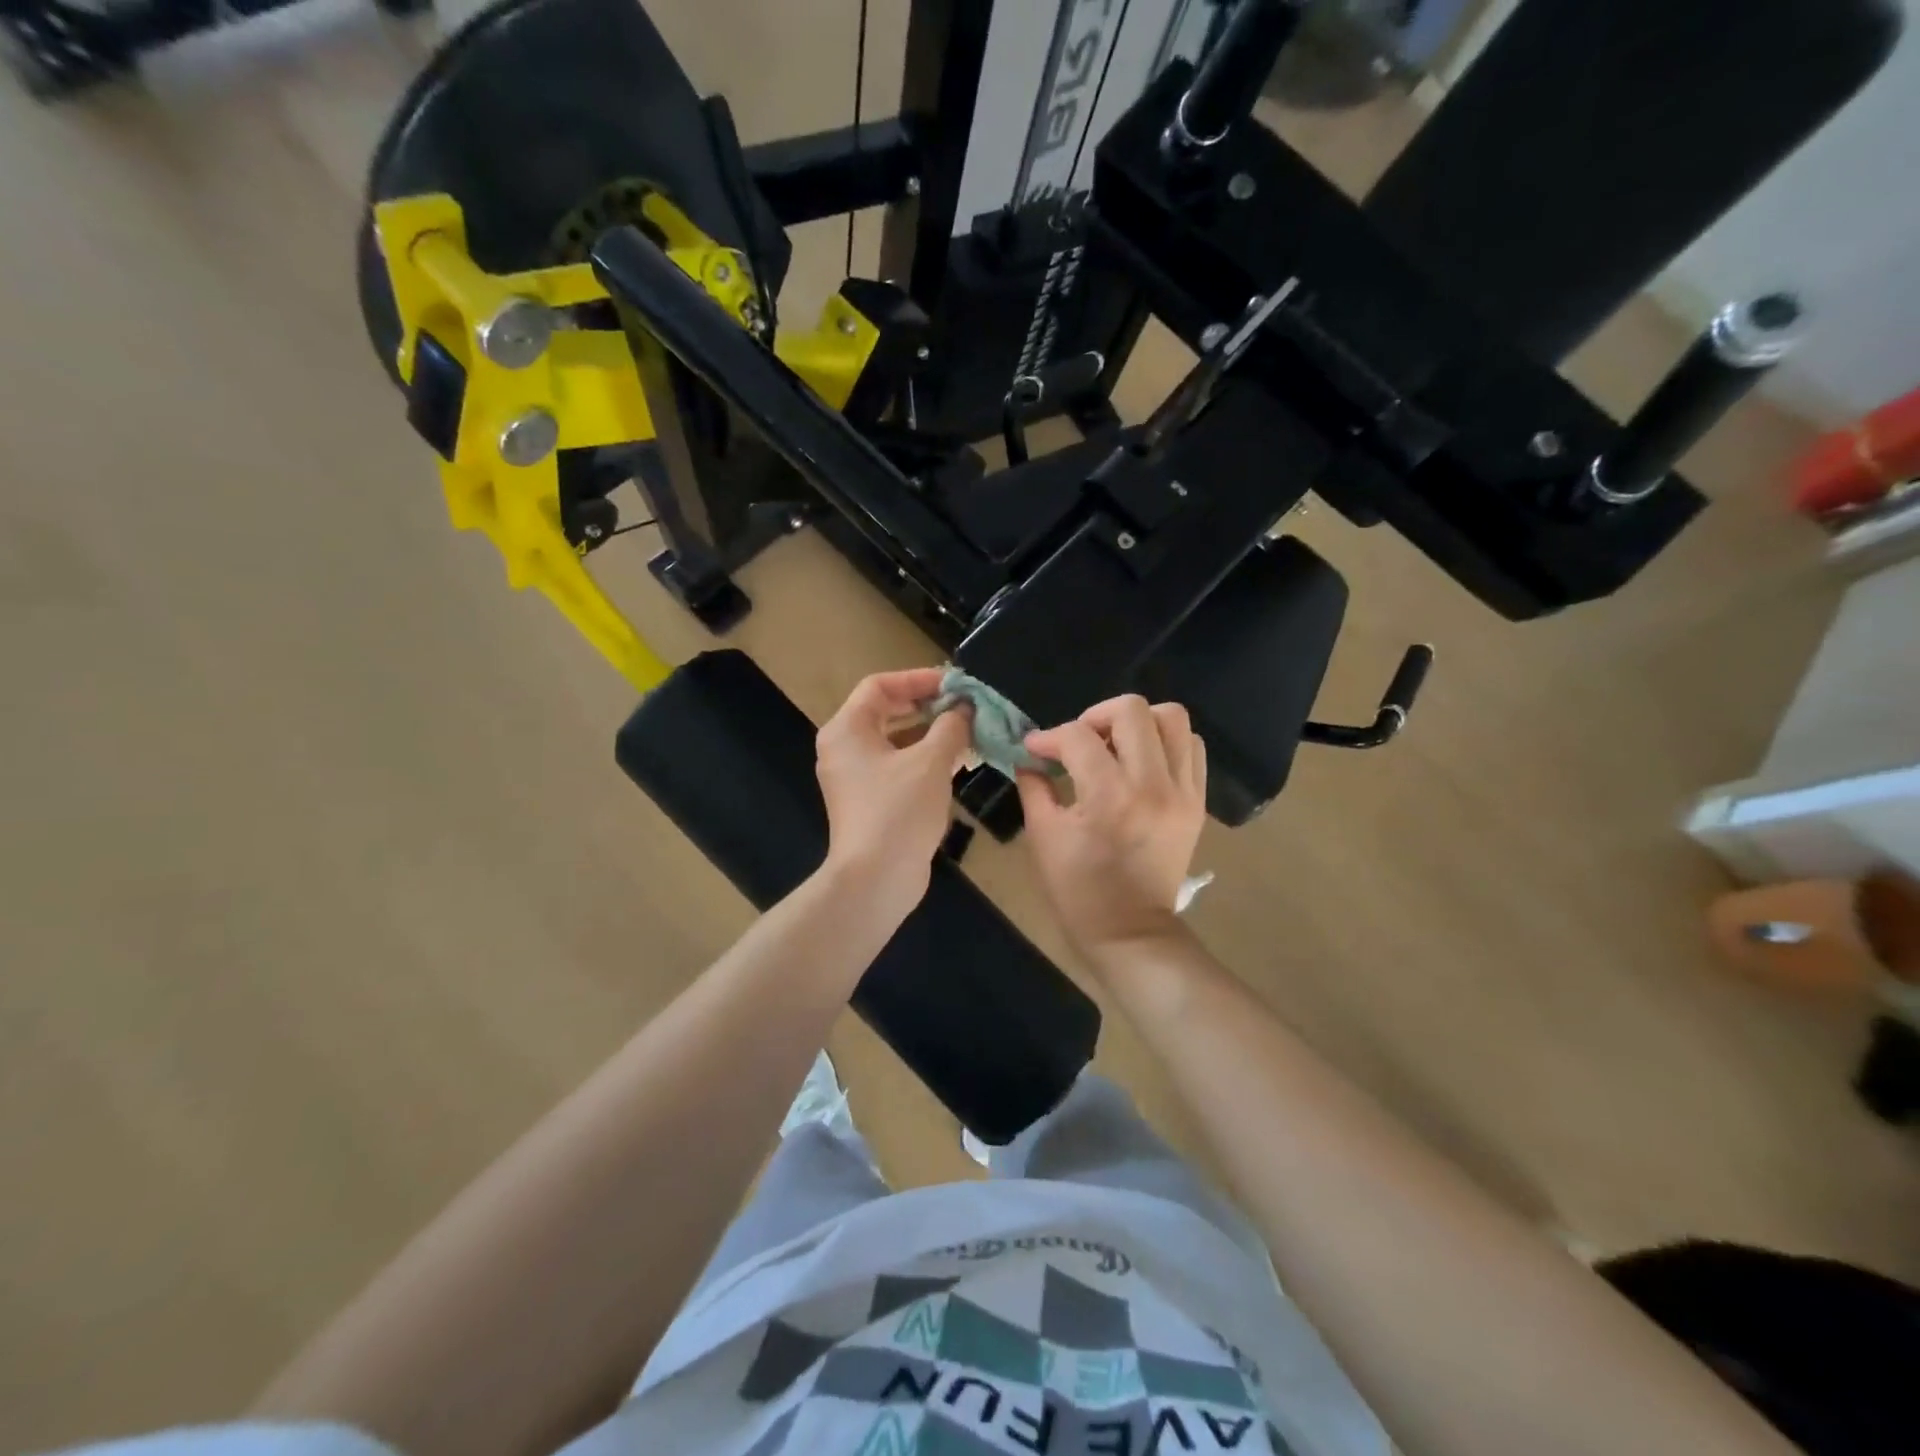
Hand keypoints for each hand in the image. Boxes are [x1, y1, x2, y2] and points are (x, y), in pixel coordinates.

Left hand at [815, 668, 972, 911]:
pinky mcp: (871, 801)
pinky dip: (925, 760)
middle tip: (964, 705)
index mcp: (847, 730)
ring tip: (969, 730)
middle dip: (927, 706)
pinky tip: (959, 761)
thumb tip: (964, 709)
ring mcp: (856, 778)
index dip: (918, 679)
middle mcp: (845, 748)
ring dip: (931, 733)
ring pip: (895, 741)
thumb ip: (950, 727)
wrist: (876, 879)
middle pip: (886, 711)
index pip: (879, 685)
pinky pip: (898, 767)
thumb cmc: (899, 810)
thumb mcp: (931, 762)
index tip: (955, 684)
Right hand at [1016, 695, 1206, 961]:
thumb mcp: (1043, 837)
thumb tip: (1030, 756)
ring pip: (1172, 718)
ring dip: (1138, 723)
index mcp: (1109, 797)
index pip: (1079, 737)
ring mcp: (1182, 792)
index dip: (1049, 737)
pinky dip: (1165, 743)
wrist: (1130, 931)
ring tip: (1115, 745)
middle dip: (1096, 715)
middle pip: (1133, 710)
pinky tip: (1141, 762)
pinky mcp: (1196, 801)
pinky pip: (1192, 747)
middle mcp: (1153, 785)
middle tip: (1080, 741)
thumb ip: (1034, 786)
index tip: (1035, 748)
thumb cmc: (1078, 890)